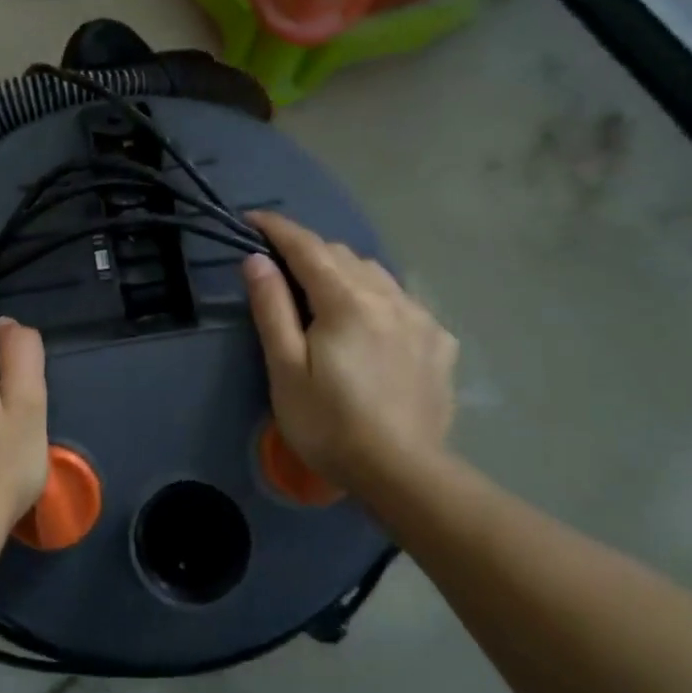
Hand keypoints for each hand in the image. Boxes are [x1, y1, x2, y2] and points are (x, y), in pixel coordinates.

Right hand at [242, 210, 457, 494]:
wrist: (403, 474)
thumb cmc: (329, 424)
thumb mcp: (285, 369)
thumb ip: (272, 308)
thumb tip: (256, 260)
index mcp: (347, 301)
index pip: (308, 246)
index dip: (277, 228)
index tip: (252, 218)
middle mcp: (388, 297)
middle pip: (342, 255)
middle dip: (309, 252)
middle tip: (281, 271)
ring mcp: (420, 318)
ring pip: (376, 274)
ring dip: (344, 271)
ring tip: (324, 295)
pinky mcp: (439, 342)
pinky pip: (402, 301)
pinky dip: (376, 298)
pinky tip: (371, 326)